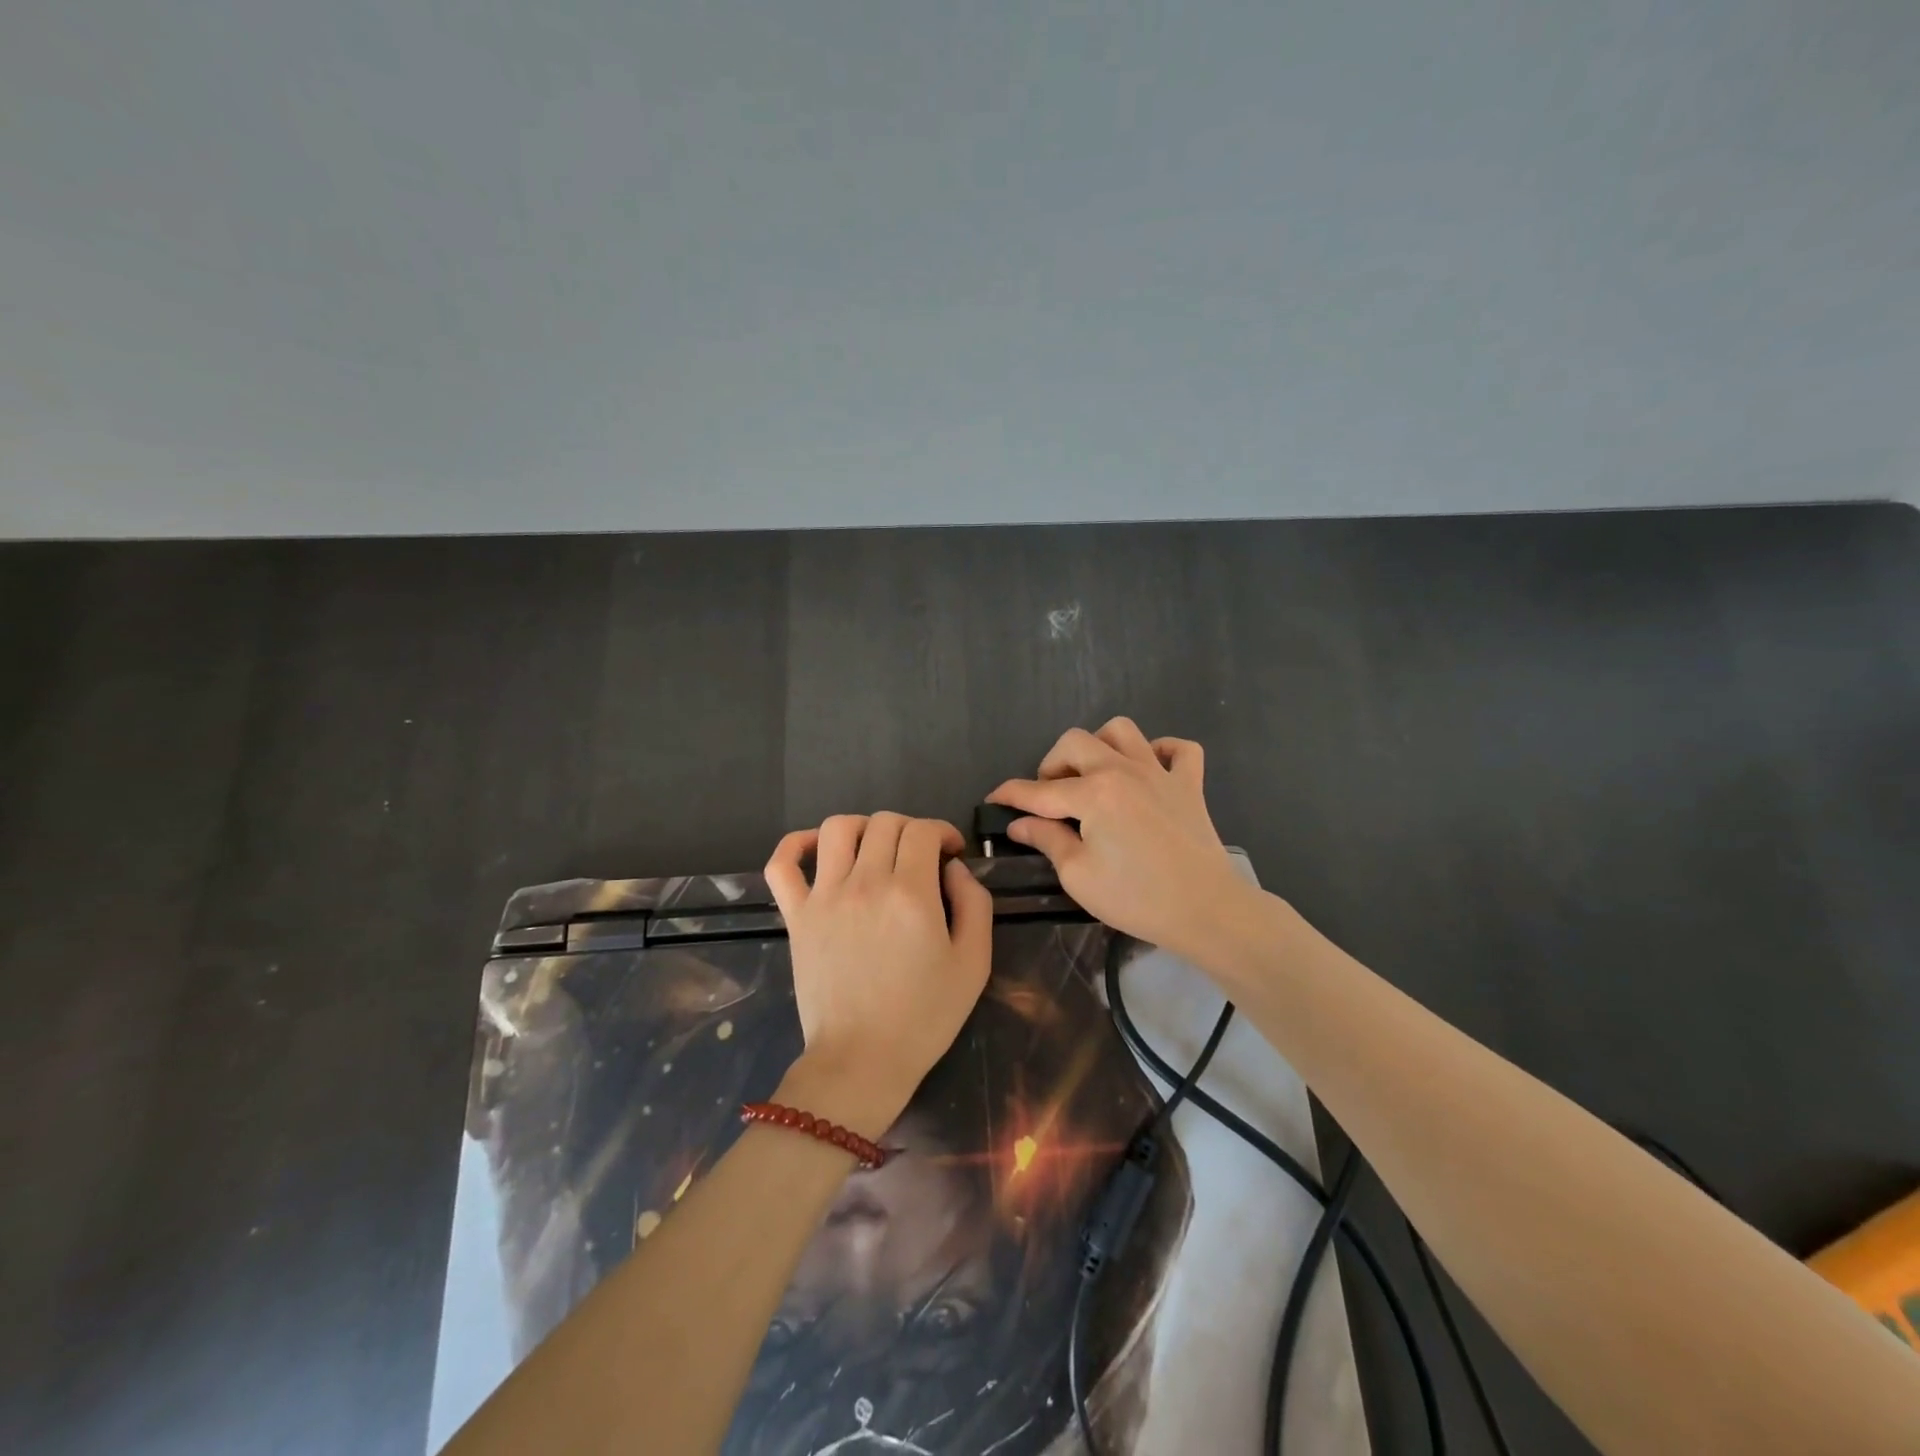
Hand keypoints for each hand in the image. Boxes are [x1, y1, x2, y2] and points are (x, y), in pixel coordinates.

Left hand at [764, 813, 992, 1134]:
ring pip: (837, 828)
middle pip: (885, 823)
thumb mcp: (973, 963)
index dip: (943, 832)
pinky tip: (817, 850)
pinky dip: (795, 844)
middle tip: (921, 858)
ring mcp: (824, 897)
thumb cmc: (924, 1017)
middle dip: (911, 830)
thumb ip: (975, 904)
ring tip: (875, 850)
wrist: (862, 1061)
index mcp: (911, 893)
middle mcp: (865, 883)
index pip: (923, 830)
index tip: (952, 854)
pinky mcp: (796, 916)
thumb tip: (956, 868)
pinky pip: (782, 864)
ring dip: (863, 827)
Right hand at [987, 717, 1251, 960]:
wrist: (1206, 910)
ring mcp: (1160, 773)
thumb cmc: (1136, 898)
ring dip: (1101, 746)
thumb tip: (1019, 823)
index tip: (994, 798)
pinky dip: (1161, 752)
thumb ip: (1047, 839)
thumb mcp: (1078, 875)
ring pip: (1123, 731)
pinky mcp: (1190, 785)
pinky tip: (1149, 773)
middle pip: (1075, 742)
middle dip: (1052, 764)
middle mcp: (1123, 770)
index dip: (1011, 794)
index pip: (1039, 790)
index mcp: (1093, 794)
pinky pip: (1179, 750)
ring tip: (1095, 776)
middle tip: (1051, 797)